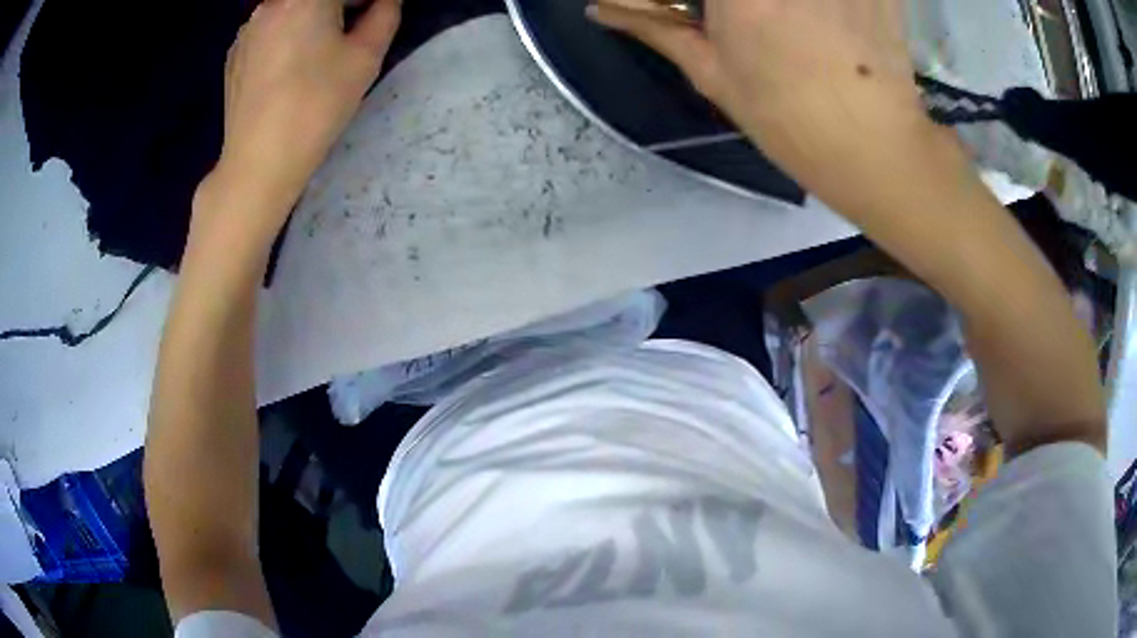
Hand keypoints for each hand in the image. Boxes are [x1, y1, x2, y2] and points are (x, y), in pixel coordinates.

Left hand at [213, 0, 400, 231]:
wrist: (258, 163)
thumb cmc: (316, 106)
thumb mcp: (366, 57)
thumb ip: (384, 15)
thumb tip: (384, 1)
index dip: (366, 3)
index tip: (374, 17)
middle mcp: (271, 4)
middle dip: (340, 7)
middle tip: (351, 33)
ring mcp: (247, 29)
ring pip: (290, 9)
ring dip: (312, 18)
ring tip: (317, 54)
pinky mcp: (234, 54)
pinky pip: (268, 30)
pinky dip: (285, 35)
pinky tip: (289, 67)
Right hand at [588, 0, 930, 189]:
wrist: (877, 149)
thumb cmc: (788, 119)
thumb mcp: (713, 74)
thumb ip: (655, 28)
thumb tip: (600, 9)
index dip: (704, 2)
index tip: (704, 13)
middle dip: (739, 5)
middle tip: (746, 21)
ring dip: (782, 6)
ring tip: (794, 24)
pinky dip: (831, 3)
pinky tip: (828, 20)